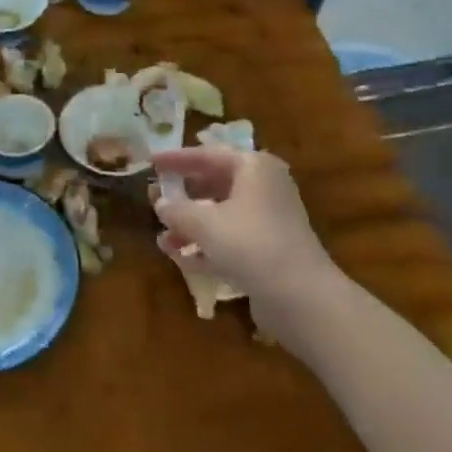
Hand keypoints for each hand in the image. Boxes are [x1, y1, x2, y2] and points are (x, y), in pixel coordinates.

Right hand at [151, 145, 345, 340]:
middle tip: (154, 200)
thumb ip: (177, 210)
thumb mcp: (204, 223)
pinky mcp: (268, 251)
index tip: (151, 161)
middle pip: (215, 184)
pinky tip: (180, 258)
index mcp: (254, 168)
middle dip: (183, 196)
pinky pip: (230, 240)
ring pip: (221, 215)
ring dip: (191, 226)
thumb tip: (160, 203)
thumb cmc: (250, 243)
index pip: (207, 155)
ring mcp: (268, 221)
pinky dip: (206, 247)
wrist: (301, 296)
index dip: (176, 159)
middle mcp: (264, 188)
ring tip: (162, 238)